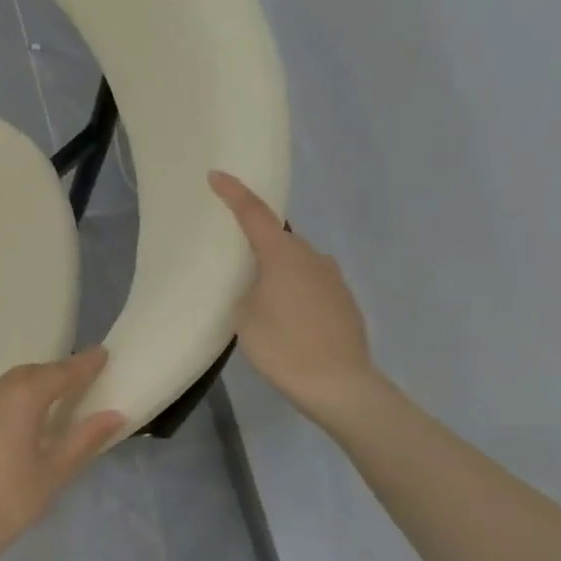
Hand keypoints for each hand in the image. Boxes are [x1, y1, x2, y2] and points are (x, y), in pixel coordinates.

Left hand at [0, 349, 125, 560]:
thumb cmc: (8, 501)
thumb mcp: (54, 473)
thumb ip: (84, 439)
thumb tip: (114, 414)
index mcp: (22, 398)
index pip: (60, 372)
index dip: (83, 364)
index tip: (101, 354)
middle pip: (27, 375)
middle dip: (51, 375)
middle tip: (70, 383)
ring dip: (19, 392)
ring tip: (33, 408)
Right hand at [209, 171, 378, 422]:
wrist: (339, 385)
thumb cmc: (282, 346)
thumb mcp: (244, 316)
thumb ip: (247, 289)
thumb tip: (260, 285)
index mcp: (282, 254)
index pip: (253, 213)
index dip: (233, 193)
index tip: (216, 175)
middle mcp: (312, 257)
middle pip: (278, 239)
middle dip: (257, 244)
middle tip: (235, 260)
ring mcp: (333, 278)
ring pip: (297, 263)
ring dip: (277, 271)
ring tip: (259, 299)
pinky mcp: (344, 301)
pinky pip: (311, 284)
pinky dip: (295, 292)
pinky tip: (286, 320)